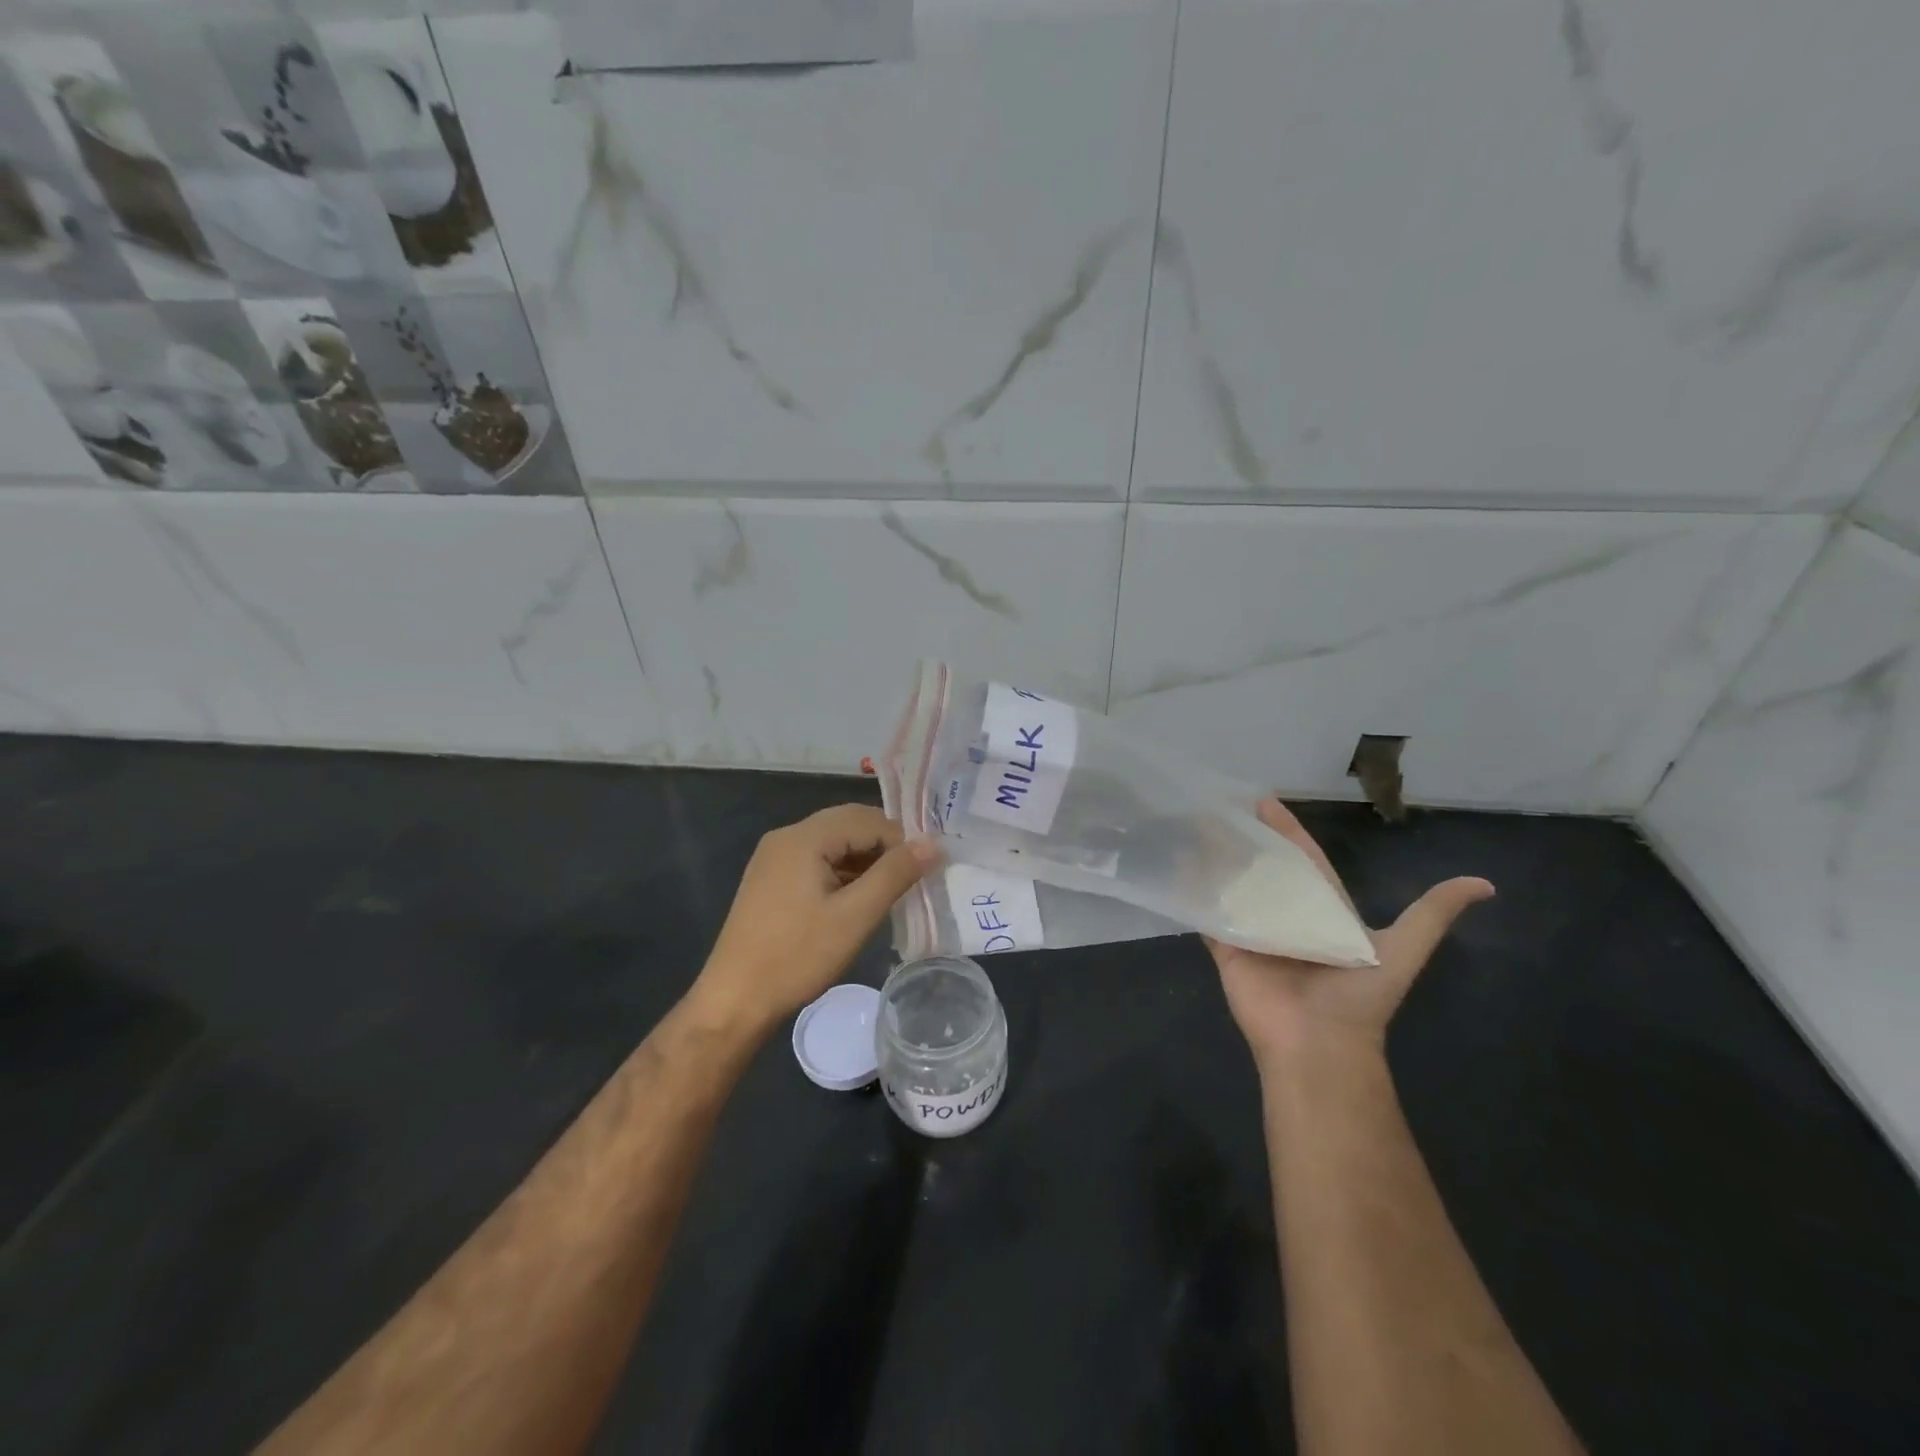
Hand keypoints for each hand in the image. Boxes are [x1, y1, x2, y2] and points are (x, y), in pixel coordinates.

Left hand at [689, 804, 939, 1037]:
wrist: (734, 1001)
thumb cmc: (797, 956)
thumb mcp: (855, 916)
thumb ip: (895, 874)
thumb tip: (933, 844)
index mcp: (804, 837)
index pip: (867, 819)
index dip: (902, 840)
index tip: (927, 869)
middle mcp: (786, 837)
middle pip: (848, 825)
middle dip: (884, 846)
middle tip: (915, 876)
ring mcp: (774, 858)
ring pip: (833, 844)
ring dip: (865, 860)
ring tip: (893, 891)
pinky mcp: (771, 881)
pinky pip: (816, 862)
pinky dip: (843, 873)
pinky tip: (859, 899)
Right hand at [1206, 799, 1493, 1069]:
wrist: (1318, 1043)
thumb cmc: (1357, 996)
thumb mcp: (1403, 950)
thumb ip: (1432, 915)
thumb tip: (1485, 884)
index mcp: (1321, 909)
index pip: (1301, 859)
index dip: (1286, 830)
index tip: (1263, 800)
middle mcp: (1285, 914)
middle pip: (1260, 867)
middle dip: (1241, 837)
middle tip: (1216, 806)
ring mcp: (1253, 930)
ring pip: (1229, 884)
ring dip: (1213, 858)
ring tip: (1191, 826)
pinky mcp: (1226, 946)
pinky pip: (1206, 912)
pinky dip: (1191, 890)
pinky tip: (1175, 863)